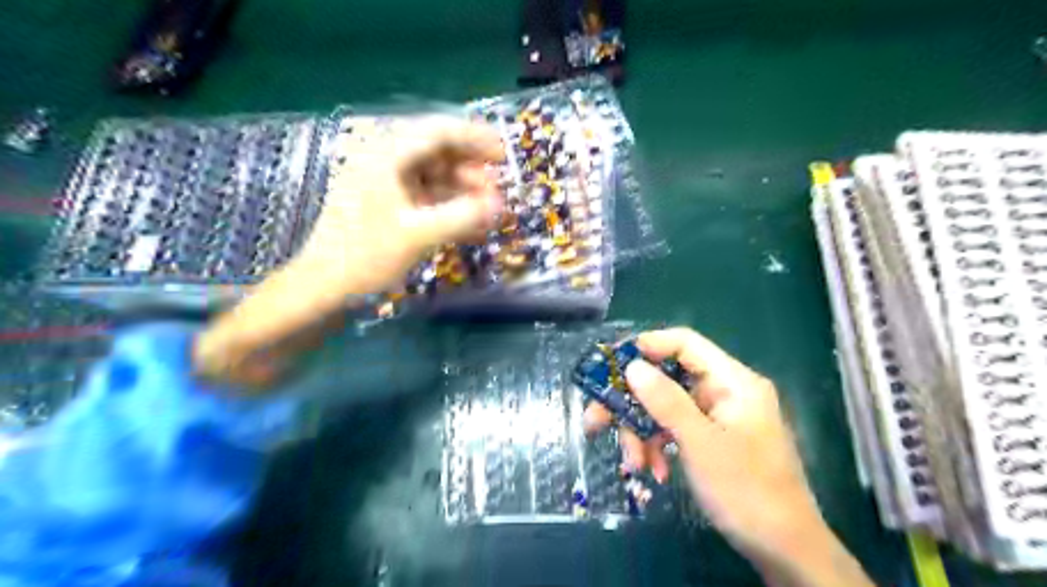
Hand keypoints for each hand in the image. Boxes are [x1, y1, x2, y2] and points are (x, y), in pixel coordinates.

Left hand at [198, 114, 509, 386]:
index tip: (503, 156)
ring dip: (463, 192)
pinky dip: (449, 208)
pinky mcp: (387, 207)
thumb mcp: (418, 235)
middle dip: (471, 170)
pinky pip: (426, 199)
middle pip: (437, 152)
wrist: (322, 290)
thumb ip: (463, 216)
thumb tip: (500, 206)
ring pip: (434, 177)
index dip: (474, 139)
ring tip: (488, 213)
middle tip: (497, 193)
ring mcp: (385, 186)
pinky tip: (470, 226)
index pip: (437, 131)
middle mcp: (384, 162)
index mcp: (385, 156)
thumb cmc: (364, 257)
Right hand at [585, 330, 871, 585]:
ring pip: (666, 408)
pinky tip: (654, 471)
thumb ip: (666, 402)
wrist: (785, 550)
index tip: (612, 363)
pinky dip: (659, 446)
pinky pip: (675, 430)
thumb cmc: (747, 491)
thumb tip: (632, 367)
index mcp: (732, 381)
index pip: (685, 343)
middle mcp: (724, 392)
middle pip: (667, 379)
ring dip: (643, 432)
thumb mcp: (700, 443)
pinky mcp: (711, 440)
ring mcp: (717, 417)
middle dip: (632, 402)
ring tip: (633, 463)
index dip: (647, 346)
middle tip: (596, 420)